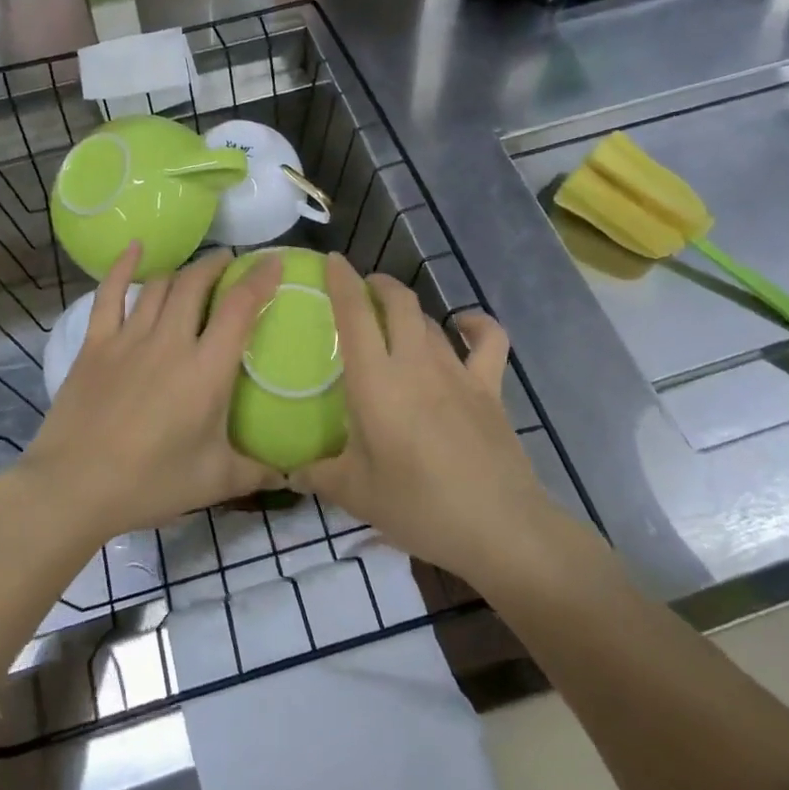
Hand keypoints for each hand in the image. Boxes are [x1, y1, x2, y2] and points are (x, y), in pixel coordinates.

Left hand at [17, 243, 282, 542]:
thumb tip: (292, 471)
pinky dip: (123, 266)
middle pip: (196, 284)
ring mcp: (128, 339)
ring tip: (195, 270)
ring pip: (160, 286)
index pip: (240, 308)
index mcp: (206, 370)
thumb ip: (258, 471)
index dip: (260, 279)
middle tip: (231, 262)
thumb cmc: (150, 484)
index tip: (274, 261)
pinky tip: (134, 248)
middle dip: (217, 266)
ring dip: (182, 271)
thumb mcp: (215, 481)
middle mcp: (170, 342)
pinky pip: (110, 294)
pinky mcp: (95, 344)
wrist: (73, 487)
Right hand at [295, 255, 575, 589]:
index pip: (354, 314)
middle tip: (362, 289)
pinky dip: (476, 325)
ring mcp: (458, 372)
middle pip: (398, 303)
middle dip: (378, 284)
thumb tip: (289, 472)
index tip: (331, 261)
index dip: (342, 281)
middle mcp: (416, 363)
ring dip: (410, 310)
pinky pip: (488, 341)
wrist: (499, 528)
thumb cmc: (418, 506)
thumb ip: (318, 475)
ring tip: (395, 317)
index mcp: (376, 381)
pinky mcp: (490, 388)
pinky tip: (465, 325)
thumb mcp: (356, 494)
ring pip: (431, 320)